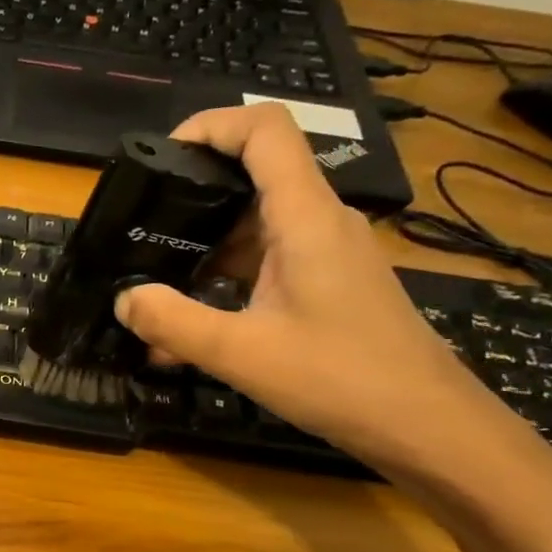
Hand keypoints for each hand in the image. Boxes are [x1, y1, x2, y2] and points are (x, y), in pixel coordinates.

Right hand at [114, 104, 514, 472]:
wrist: (428, 426)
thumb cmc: (341, 379)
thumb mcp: (241, 354)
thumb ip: (173, 323)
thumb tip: (123, 300)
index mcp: (306, 218)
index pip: (265, 130)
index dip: (210, 125)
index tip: (161, 157)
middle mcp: (321, 221)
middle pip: (255, 173)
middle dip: (193, 193)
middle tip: (143, 226)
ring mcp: (329, 253)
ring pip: (258, 223)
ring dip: (206, 245)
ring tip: (158, 281)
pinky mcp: (330, 282)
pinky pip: (269, 260)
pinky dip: (227, 277)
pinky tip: (195, 320)